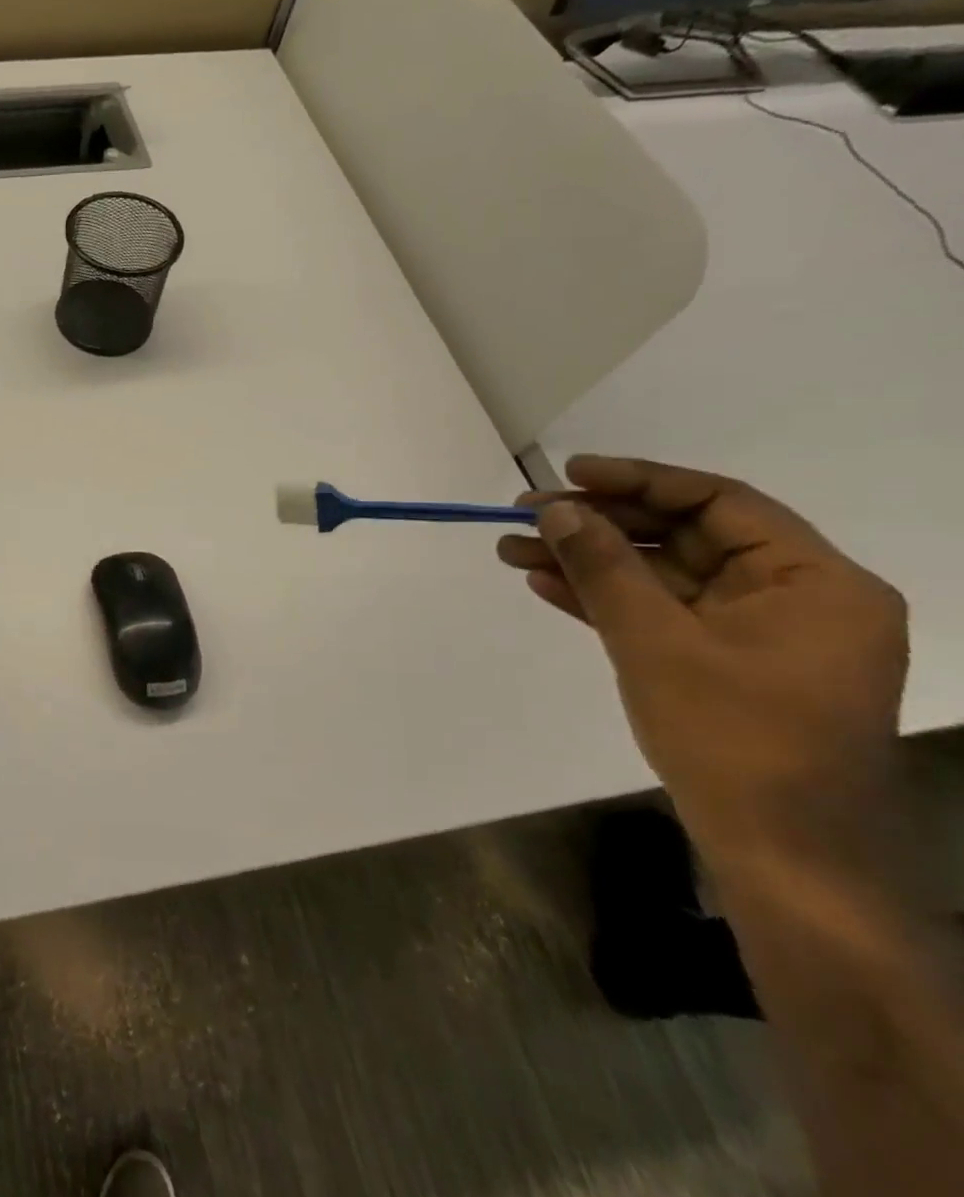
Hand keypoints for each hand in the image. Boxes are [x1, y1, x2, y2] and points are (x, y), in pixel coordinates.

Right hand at [497, 456, 908, 863]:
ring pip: (660, 576)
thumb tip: (556, 509)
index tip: (568, 473)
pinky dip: (604, 599)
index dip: (639, 480)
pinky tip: (545, 584)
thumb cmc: (732, 738)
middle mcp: (794, 598)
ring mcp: (756, 634)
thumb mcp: (655, 643)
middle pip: (683, 536)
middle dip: (598, 524)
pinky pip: (658, 613)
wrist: (778, 853)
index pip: (719, 503)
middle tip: (523, 515)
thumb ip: (604, 568)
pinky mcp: (723, 663)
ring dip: (588, 562)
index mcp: (815, 582)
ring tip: (512, 549)